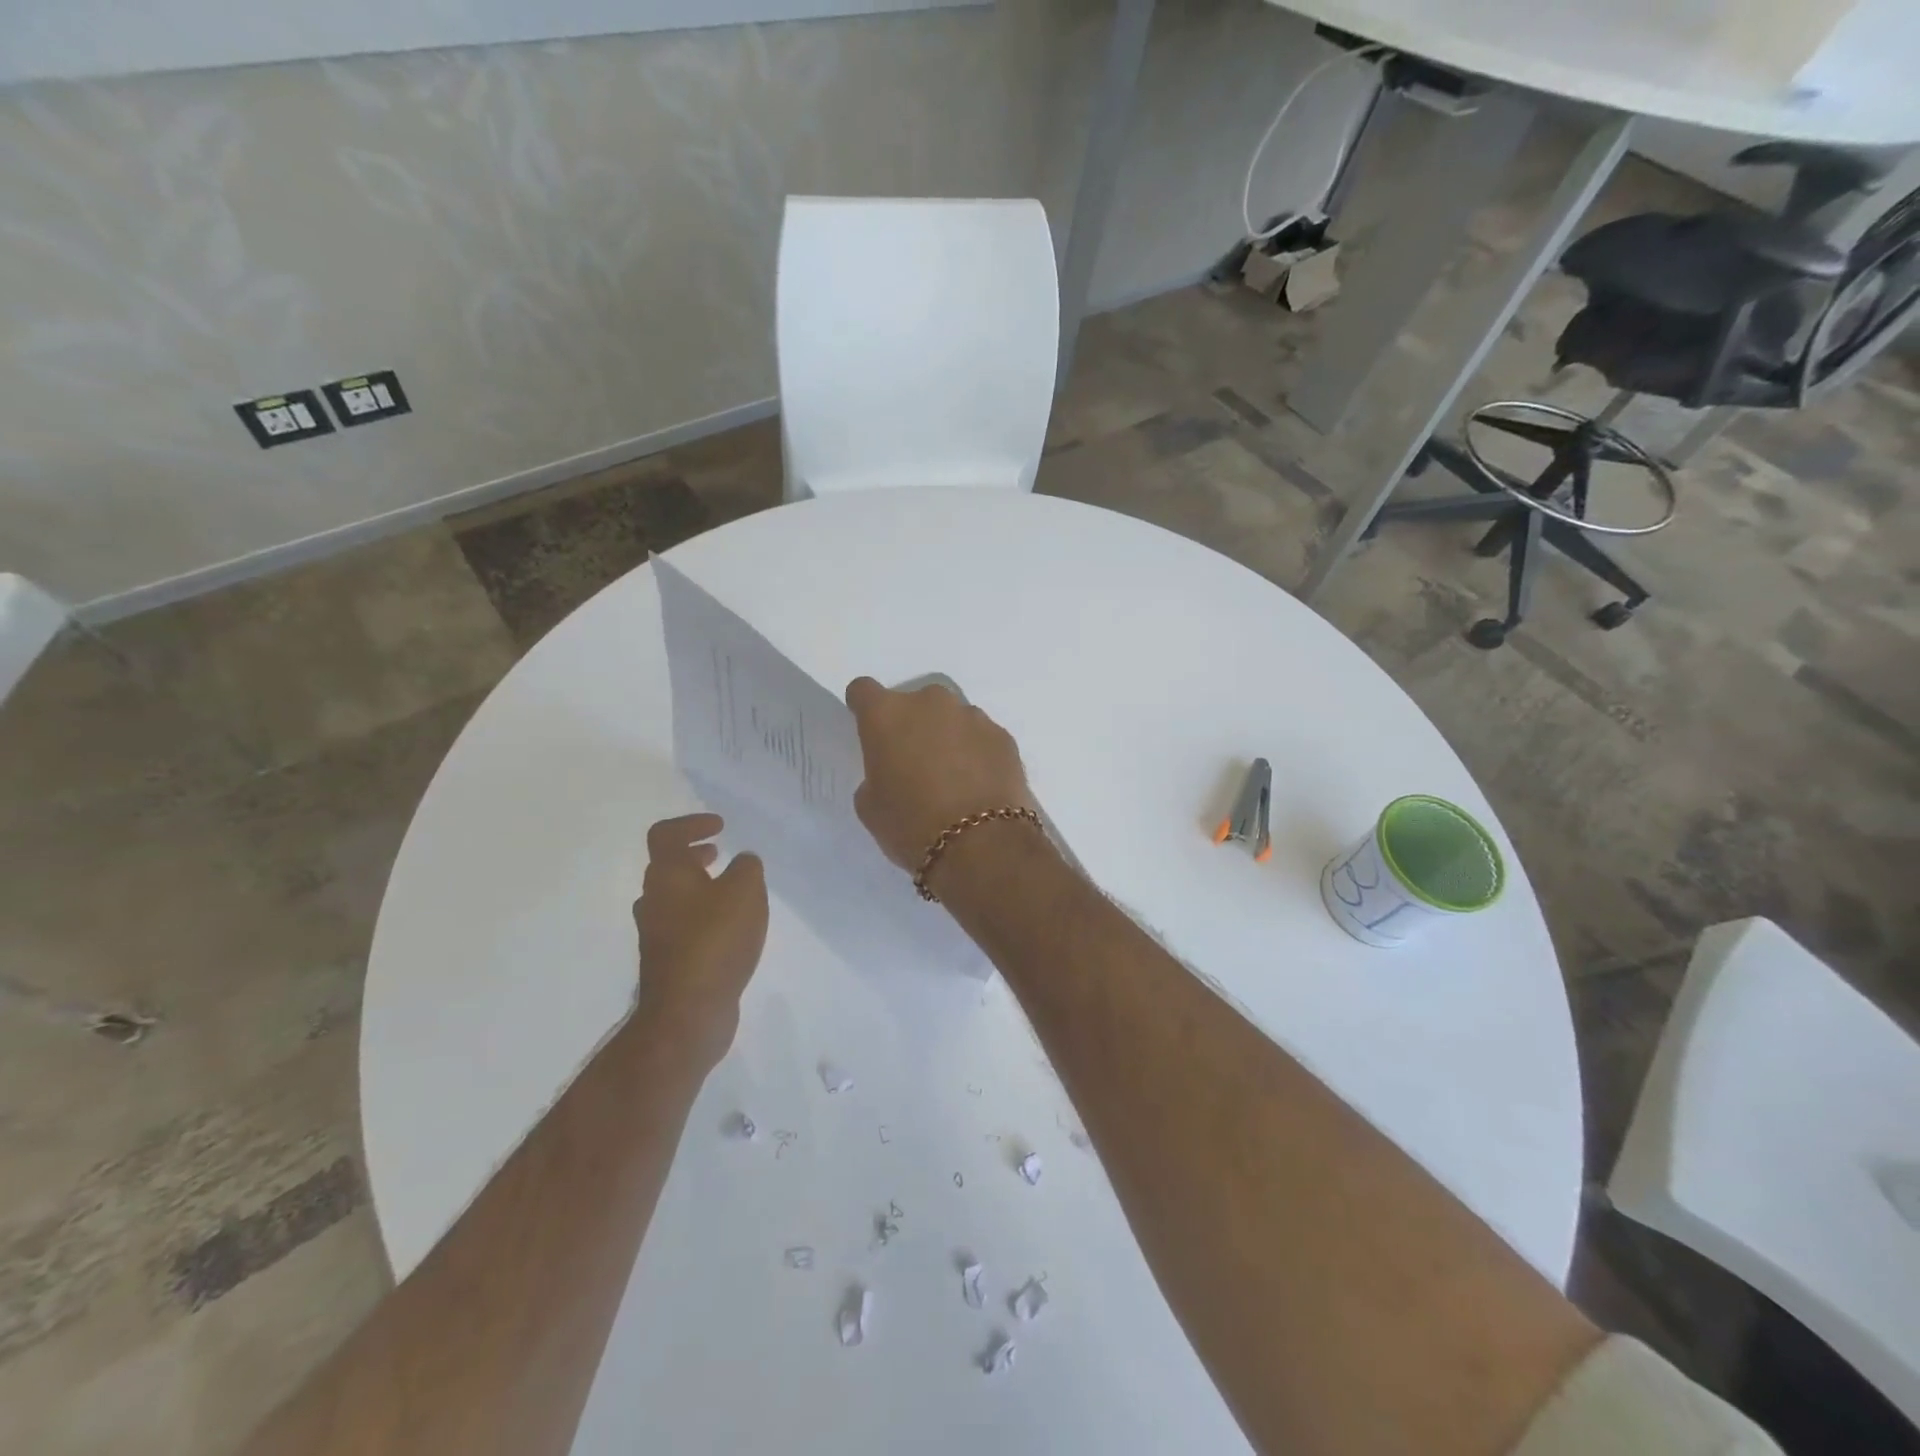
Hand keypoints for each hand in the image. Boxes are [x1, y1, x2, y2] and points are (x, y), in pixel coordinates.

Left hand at [632, 813, 767, 1066]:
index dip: (691, 824)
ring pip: (674, 898)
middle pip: (667, 867)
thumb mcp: (746, 891)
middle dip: (694, 856)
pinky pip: (683, 927)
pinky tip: (729, 930)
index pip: (666, 834)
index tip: (720, 827)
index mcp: (667, 875)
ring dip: (699, 888)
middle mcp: (654, 900)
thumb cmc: (715, 940)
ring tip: (731, 893)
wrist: (687, 1012)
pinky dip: (703, 917)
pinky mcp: (667, 962)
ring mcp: (656, 934)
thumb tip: (742, 862)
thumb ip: (747, 868)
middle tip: (720, 855)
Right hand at [843, 677, 1037, 871]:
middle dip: (912, 725)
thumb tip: (894, 772)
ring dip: (947, 738)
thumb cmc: (912, 826)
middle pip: (914, 703)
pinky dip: (977, 753)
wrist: (982, 845)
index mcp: (887, 715)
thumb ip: (875, 776)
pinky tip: (979, 786)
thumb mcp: (871, 807)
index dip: (863, 707)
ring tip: (953, 778)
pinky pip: (981, 737)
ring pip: (952, 718)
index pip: (864, 690)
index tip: (869, 728)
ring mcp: (972, 716)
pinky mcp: (1003, 736)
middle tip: (914, 763)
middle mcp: (930, 703)